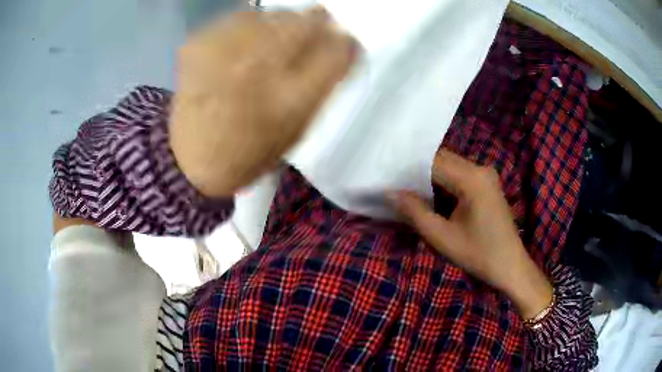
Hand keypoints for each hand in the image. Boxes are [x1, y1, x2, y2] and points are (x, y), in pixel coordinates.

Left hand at [170, 8, 358, 197]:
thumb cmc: (250, 153)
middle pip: (306, 21)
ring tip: (270, 43)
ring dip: (280, 23)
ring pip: (272, 14)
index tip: (342, 43)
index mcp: (290, 99)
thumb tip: (338, 46)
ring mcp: (224, 51)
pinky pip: (237, 18)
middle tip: (309, 33)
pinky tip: (240, 47)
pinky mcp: (198, 43)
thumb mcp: (297, 129)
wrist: (190, 161)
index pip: (338, 50)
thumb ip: (321, 85)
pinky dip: (246, 27)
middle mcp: (258, 67)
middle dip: (316, 23)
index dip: (345, 43)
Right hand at [388, 150, 552, 318]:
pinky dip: (443, 182)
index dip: (408, 168)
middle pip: (442, 159)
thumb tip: (389, 192)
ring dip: (430, 176)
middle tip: (394, 182)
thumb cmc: (478, 254)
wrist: (510, 266)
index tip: (387, 176)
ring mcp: (486, 175)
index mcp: (472, 179)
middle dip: (417, 170)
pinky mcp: (487, 184)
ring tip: (407, 188)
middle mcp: (481, 169)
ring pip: (450, 166)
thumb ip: (415, 211)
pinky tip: (430, 194)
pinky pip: (460, 174)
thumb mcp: (442, 237)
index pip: (433, 162)